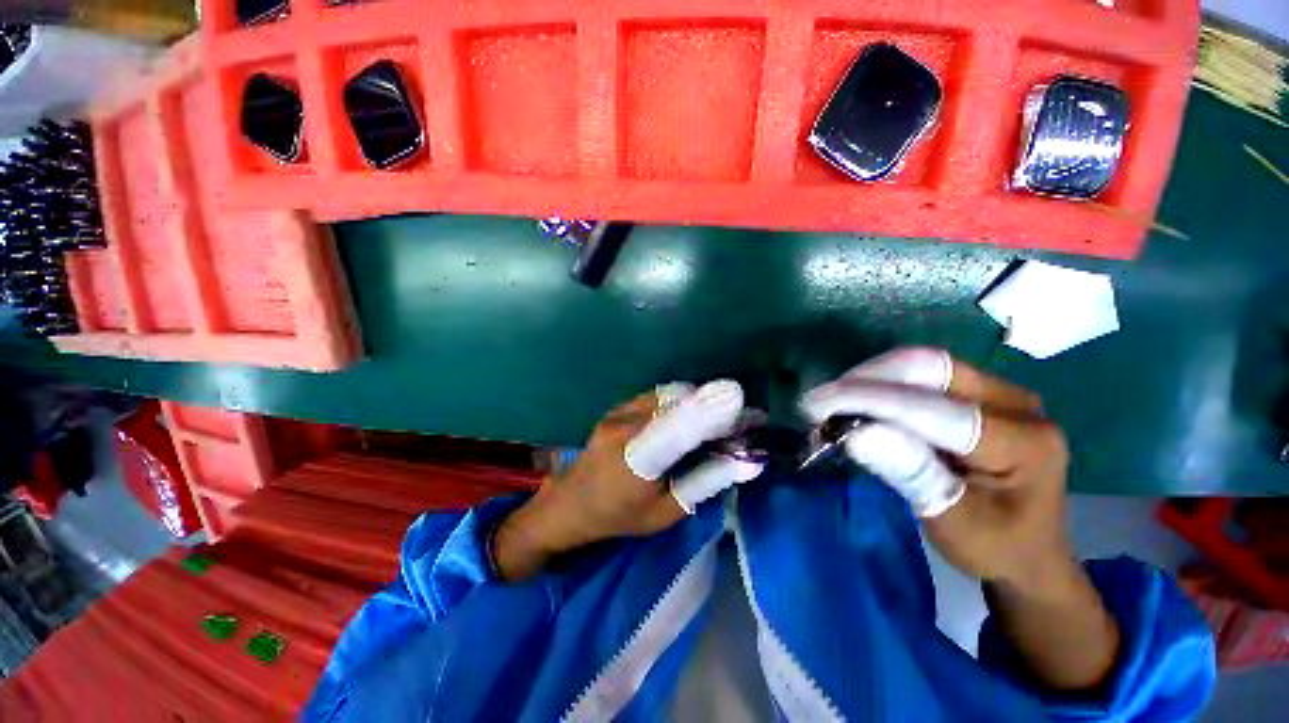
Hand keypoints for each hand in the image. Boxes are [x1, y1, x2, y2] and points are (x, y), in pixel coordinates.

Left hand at [495, 381, 762, 580]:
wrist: (568, 503)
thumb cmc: (618, 516)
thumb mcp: (665, 513)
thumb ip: (704, 483)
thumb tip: (744, 462)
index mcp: (635, 460)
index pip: (675, 430)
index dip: (705, 411)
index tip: (737, 397)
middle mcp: (625, 427)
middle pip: (677, 404)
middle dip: (713, 406)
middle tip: (741, 418)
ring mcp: (618, 412)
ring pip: (668, 396)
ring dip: (697, 402)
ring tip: (718, 417)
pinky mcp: (617, 407)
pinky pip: (656, 396)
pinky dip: (679, 401)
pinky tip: (688, 415)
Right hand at [800, 346, 1066, 585]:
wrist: (1028, 552)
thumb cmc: (994, 547)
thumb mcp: (954, 523)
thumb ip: (911, 474)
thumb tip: (856, 435)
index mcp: (1024, 442)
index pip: (933, 409)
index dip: (870, 401)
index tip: (816, 406)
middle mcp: (1016, 402)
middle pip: (930, 369)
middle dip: (867, 380)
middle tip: (819, 401)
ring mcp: (998, 392)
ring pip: (922, 365)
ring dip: (870, 379)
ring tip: (833, 401)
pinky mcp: (978, 393)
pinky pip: (922, 375)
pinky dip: (882, 384)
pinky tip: (857, 400)